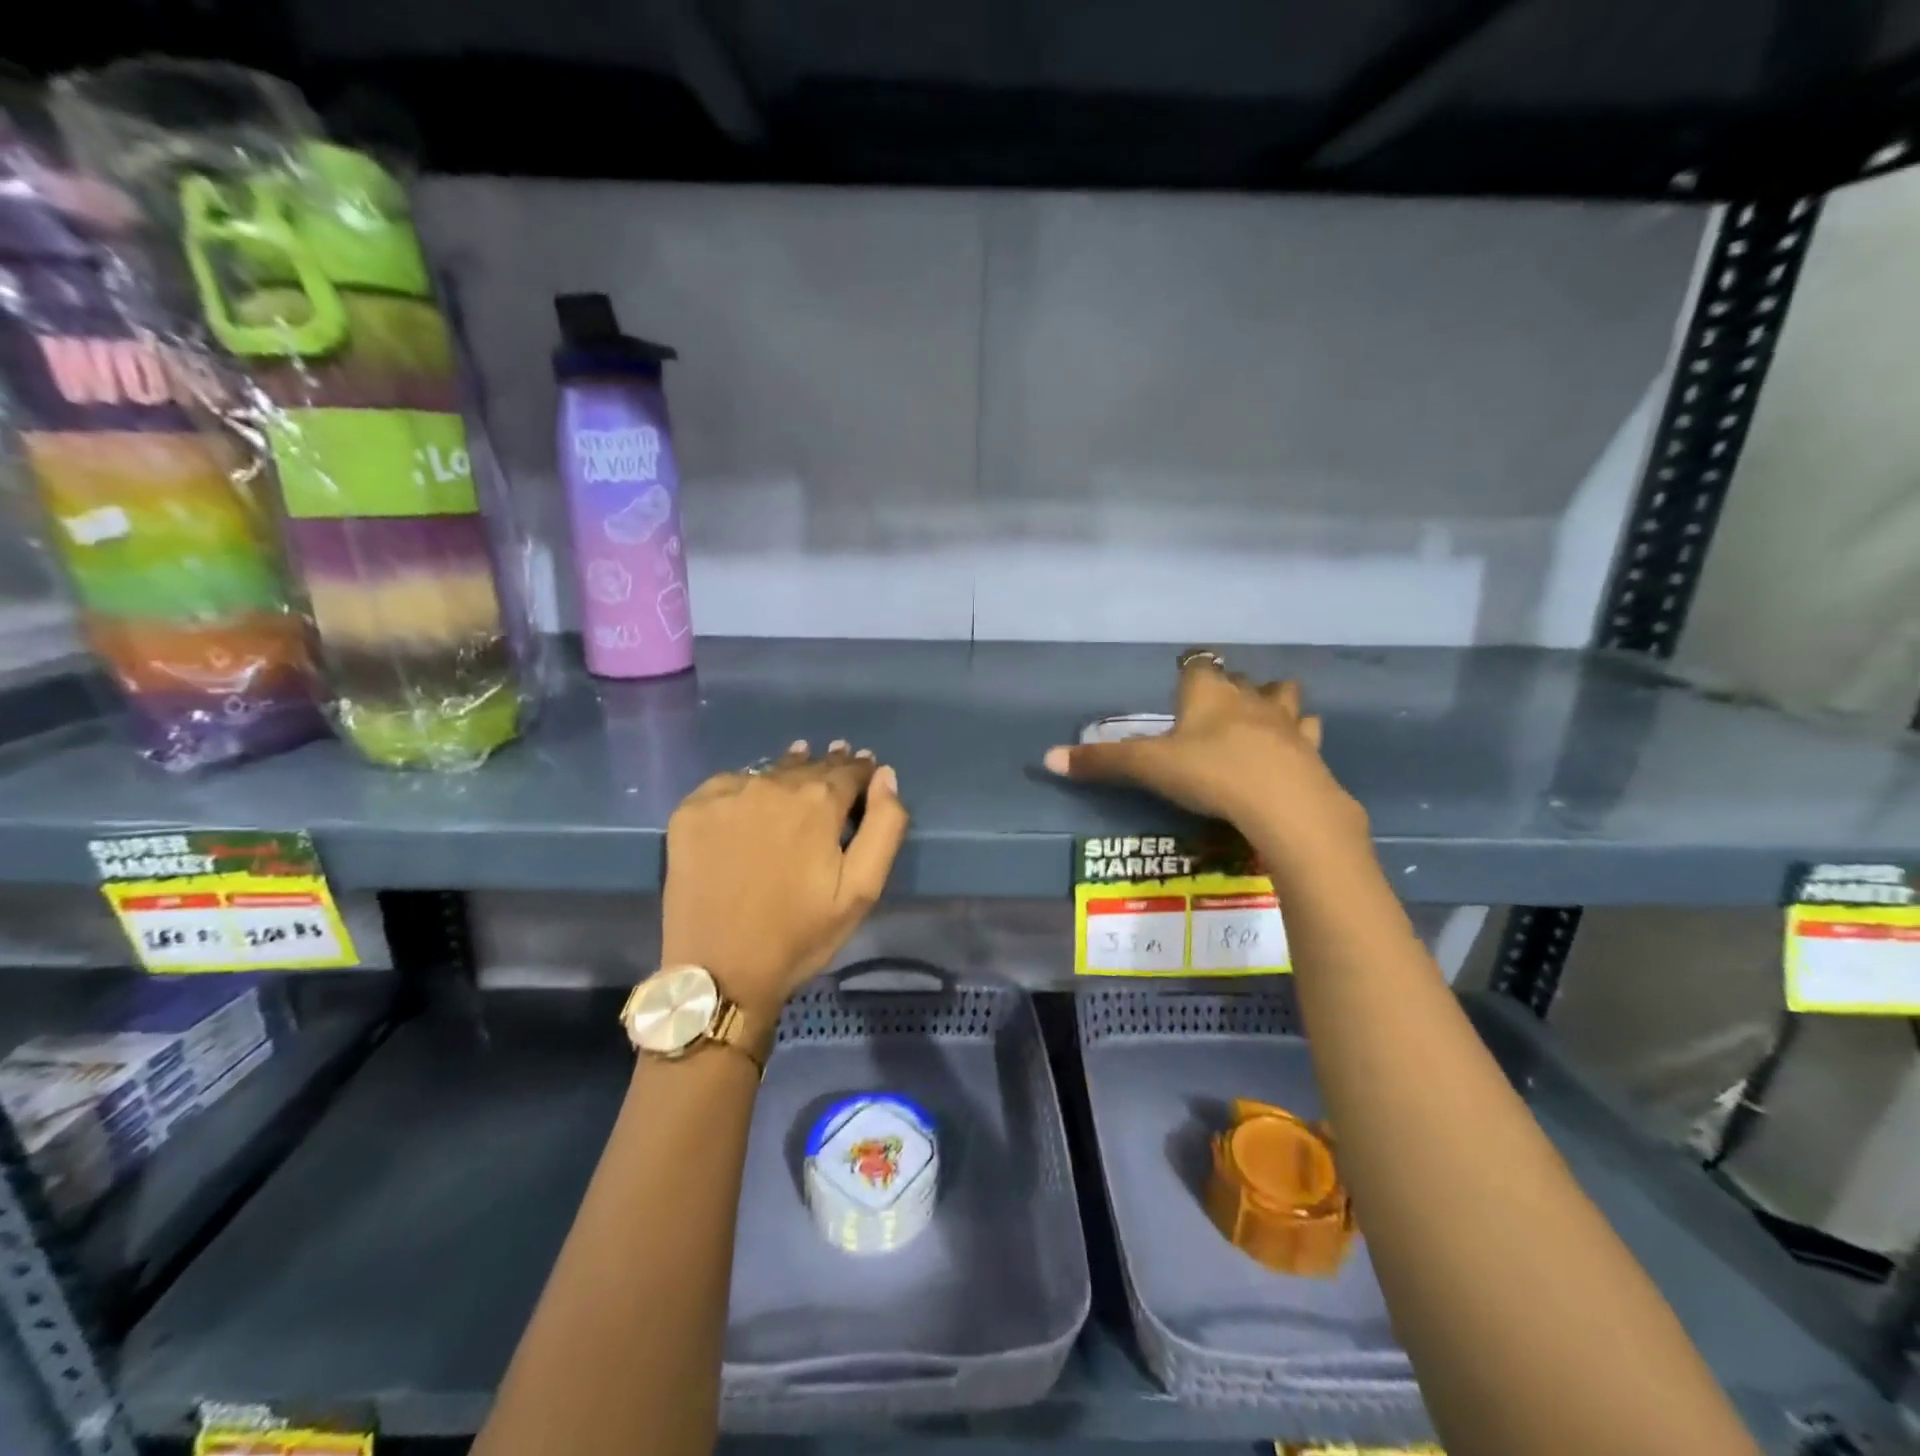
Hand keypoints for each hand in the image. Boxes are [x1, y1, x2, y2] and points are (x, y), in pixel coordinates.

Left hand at [661, 740, 907, 1027]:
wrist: (718, 971)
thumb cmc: (799, 934)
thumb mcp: (862, 889)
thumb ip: (884, 825)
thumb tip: (885, 775)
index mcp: (819, 802)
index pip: (850, 771)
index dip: (862, 771)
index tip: (866, 770)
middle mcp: (772, 785)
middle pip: (809, 766)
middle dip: (828, 767)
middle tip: (837, 759)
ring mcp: (727, 794)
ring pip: (769, 772)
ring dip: (788, 771)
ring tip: (800, 763)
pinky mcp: (691, 810)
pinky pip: (728, 785)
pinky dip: (744, 788)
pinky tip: (750, 801)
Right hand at [1042, 653, 1367, 862]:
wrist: (1284, 804)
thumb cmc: (1210, 774)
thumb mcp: (1148, 767)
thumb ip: (1101, 762)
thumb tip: (1048, 758)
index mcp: (1207, 693)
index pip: (1196, 667)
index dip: (1188, 674)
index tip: (1182, 687)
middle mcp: (1248, 697)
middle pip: (1239, 679)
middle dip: (1229, 688)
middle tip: (1214, 711)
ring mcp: (1286, 721)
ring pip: (1283, 695)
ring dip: (1273, 702)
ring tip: (1260, 720)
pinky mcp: (1311, 750)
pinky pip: (1308, 732)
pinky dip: (1301, 737)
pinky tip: (1295, 751)